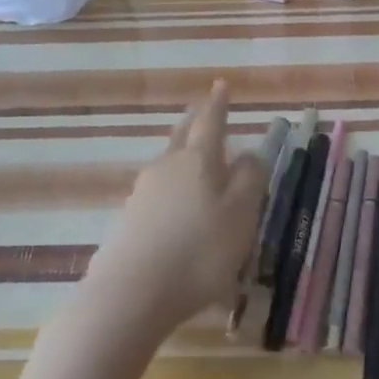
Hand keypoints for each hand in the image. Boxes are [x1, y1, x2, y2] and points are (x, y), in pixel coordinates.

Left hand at [82, 82, 269, 339]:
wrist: (131, 294)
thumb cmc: (199, 252)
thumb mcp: (241, 216)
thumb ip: (249, 180)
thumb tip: (249, 154)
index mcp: (198, 160)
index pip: (211, 121)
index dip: (219, 103)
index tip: (221, 84)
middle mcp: (166, 167)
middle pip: (182, 136)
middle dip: (195, 122)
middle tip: (203, 110)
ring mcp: (142, 192)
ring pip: (168, 163)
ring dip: (182, 155)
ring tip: (193, 157)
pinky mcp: (128, 220)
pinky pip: (157, 193)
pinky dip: (171, 190)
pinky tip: (176, 209)